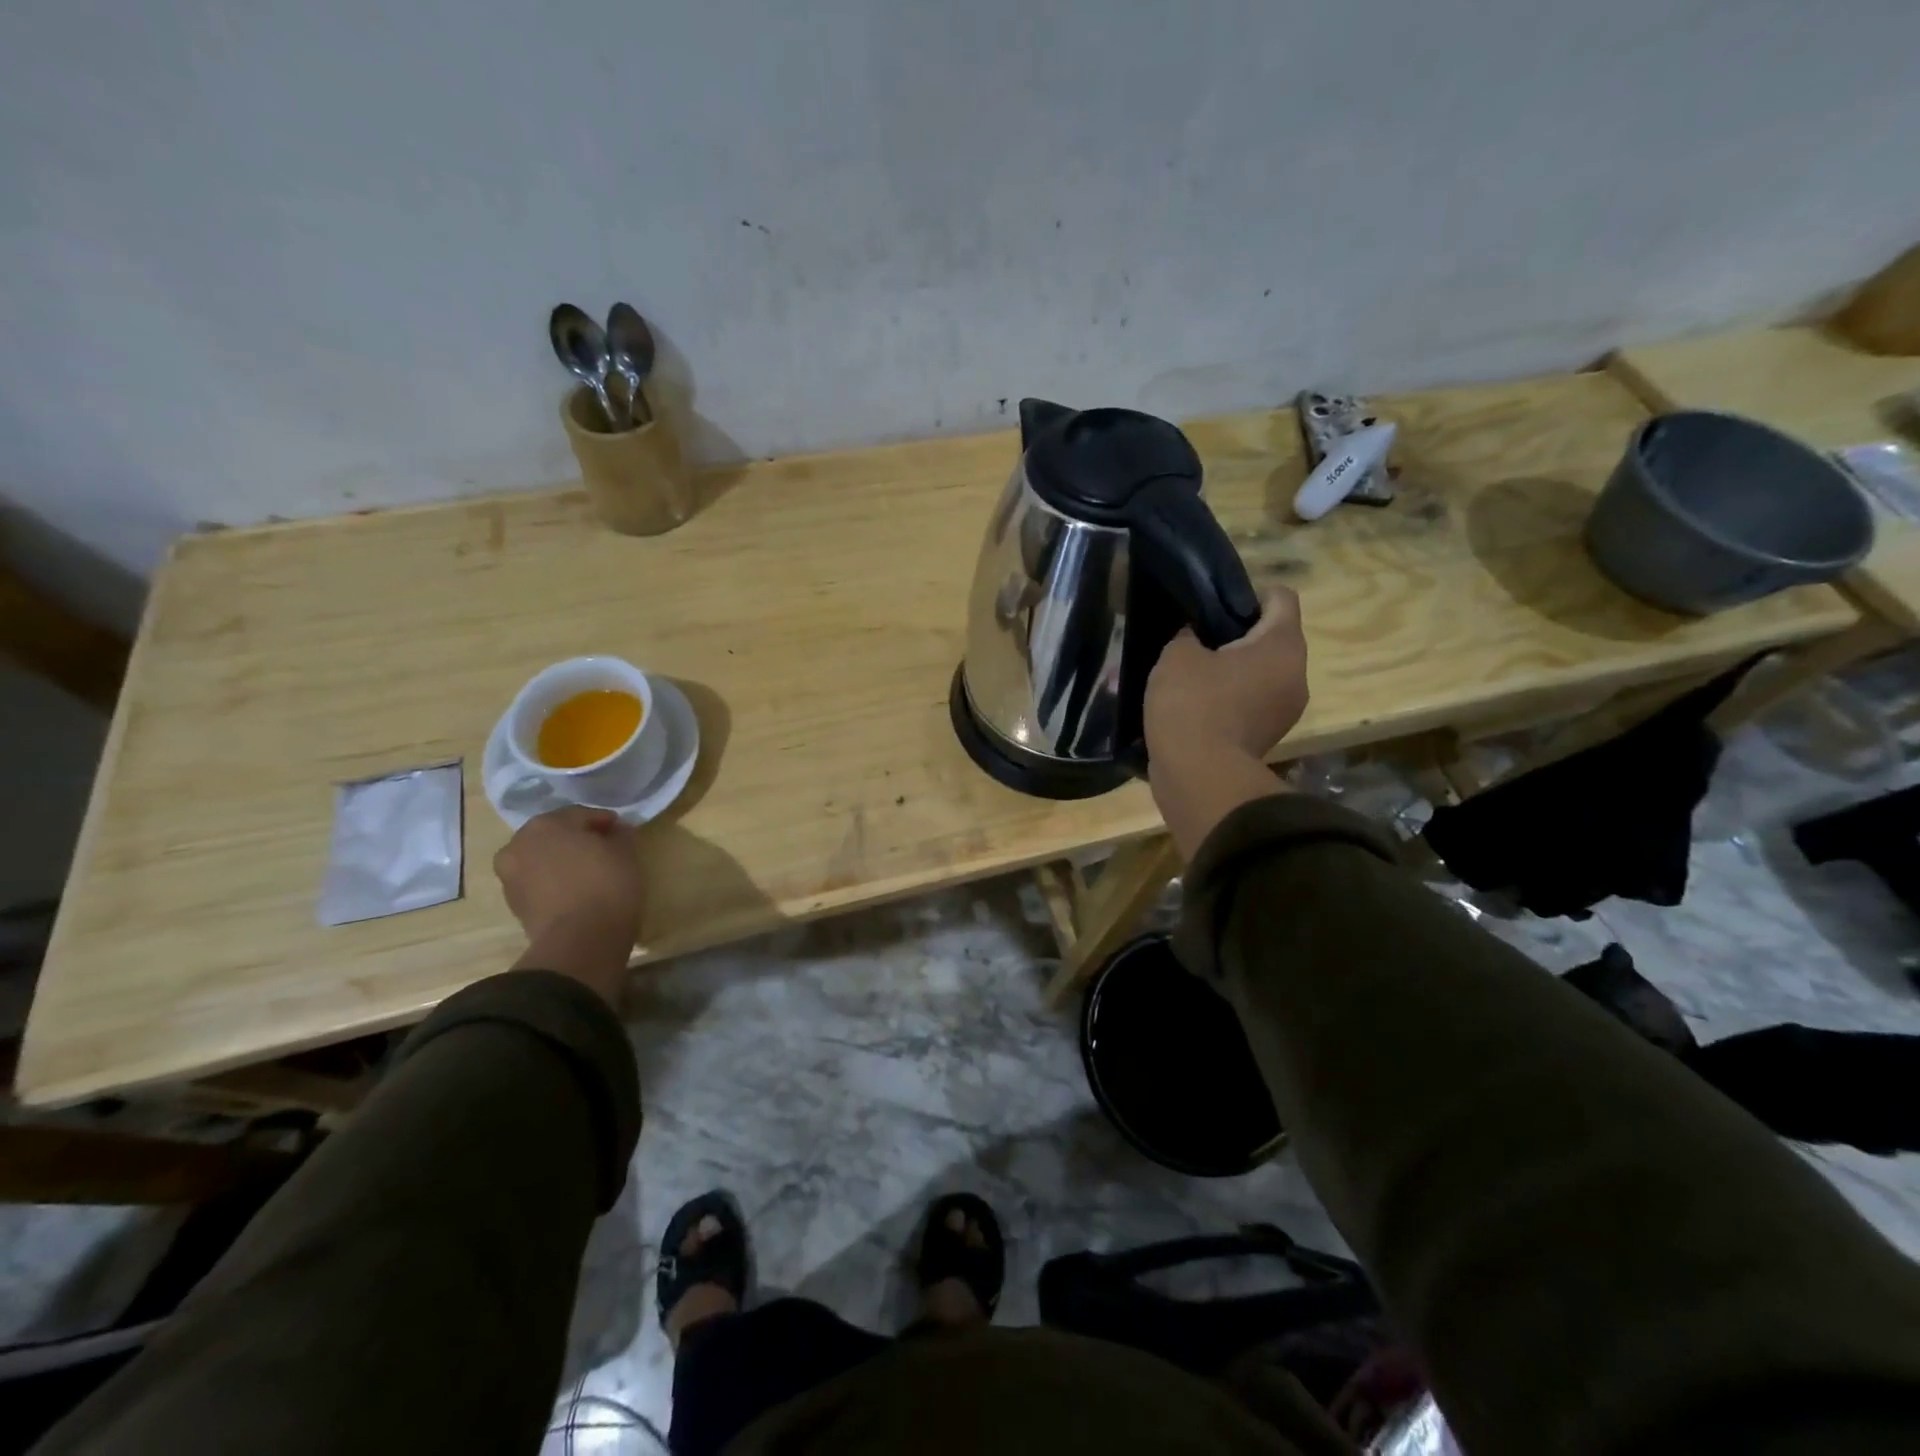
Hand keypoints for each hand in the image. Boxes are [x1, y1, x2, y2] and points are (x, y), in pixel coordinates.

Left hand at [495, 807, 641, 1004]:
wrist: (580, 942)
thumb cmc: (606, 885)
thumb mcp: (626, 852)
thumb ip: (621, 835)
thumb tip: (616, 831)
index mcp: (545, 824)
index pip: (580, 814)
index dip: (604, 822)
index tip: (622, 832)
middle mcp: (519, 844)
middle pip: (555, 835)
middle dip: (578, 840)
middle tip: (605, 850)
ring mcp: (510, 876)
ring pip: (543, 859)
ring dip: (563, 861)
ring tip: (590, 873)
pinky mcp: (513, 904)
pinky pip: (538, 883)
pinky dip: (555, 882)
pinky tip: (577, 891)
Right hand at [1144, 588, 1308, 764]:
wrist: (1199, 777)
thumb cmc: (1192, 705)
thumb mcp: (1177, 656)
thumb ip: (1188, 635)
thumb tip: (1195, 637)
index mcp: (1282, 645)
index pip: (1281, 597)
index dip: (1248, 593)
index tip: (1213, 605)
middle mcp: (1296, 674)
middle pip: (1273, 637)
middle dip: (1238, 634)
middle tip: (1197, 639)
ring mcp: (1286, 710)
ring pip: (1262, 673)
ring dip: (1233, 670)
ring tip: (1193, 674)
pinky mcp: (1268, 737)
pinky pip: (1252, 702)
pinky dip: (1231, 698)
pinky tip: (1196, 704)